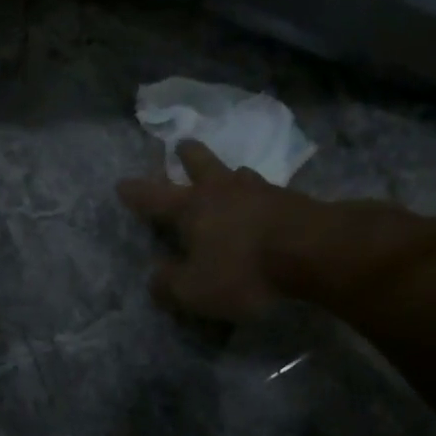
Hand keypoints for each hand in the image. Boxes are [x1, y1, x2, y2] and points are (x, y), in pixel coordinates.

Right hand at [118, 140, 292, 321]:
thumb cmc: (243, 270)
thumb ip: (169, 285)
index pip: (153, 197)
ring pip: (237, 173)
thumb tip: (155, 279)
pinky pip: (267, 192)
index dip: (135, 193)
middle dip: (186, 156)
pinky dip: (258, 195)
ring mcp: (260, 191)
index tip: (121, 183)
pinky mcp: (293, 200)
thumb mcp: (195, 290)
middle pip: (200, 164)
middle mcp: (222, 191)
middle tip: (181, 146)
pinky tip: (263, 201)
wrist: (315, 251)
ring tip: (228, 173)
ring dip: (228, 172)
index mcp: (191, 208)